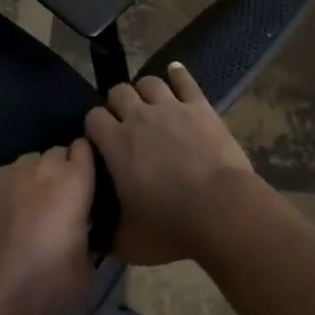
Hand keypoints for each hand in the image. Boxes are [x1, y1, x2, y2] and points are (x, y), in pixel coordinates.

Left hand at [0, 141, 96, 314]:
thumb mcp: (84, 274)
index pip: (86, 149)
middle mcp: (42, 167)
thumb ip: (90, 240)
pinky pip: (8, 176)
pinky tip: (7, 216)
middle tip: (62, 204)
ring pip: (32, 163)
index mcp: (73, 182)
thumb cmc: (40, 283)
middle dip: (63, 171)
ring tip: (33, 209)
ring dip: (37, 178)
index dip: (87, 165)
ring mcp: (10, 172)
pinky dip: (13, 188)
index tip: (88, 187)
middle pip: (58, 154)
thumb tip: (85, 233)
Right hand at [83, 63, 254, 265]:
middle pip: (118, 92)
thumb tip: (94, 236)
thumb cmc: (171, 227)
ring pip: (149, 82)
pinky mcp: (199, 106)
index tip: (101, 140)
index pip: (93, 118)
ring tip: (150, 104)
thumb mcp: (129, 241)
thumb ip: (107, 234)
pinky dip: (178, 74)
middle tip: (126, 122)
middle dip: (117, 103)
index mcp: (115, 144)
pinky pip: (185, 80)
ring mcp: (170, 107)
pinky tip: (175, 72)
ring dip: (145, 91)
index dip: (95, 126)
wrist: (221, 210)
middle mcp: (138, 117)